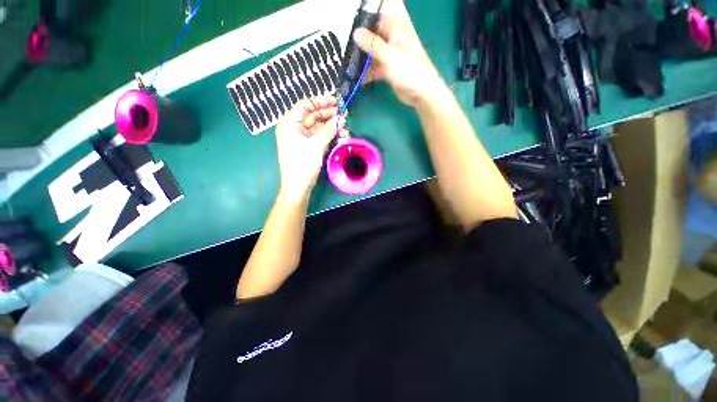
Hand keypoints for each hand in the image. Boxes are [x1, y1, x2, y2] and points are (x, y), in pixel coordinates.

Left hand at [275, 96, 347, 200]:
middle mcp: (295, 128)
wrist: (298, 187)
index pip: (305, 105)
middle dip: (329, 115)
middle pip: (313, 115)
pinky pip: (320, 137)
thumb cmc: (302, 164)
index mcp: (290, 123)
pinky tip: (342, 137)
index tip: (336, 101)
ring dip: (332, 127)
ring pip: (319, 127)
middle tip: (344, 114)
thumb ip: (329, 130)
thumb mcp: (316, 145)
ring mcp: (302, 138)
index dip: (321, 101)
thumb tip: (340, 118)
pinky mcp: (309, 147)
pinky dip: (330, 136)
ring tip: (346, 128)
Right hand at [352, 0, 443, 106]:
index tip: (347, 35)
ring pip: (371, 54)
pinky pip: (373, 68)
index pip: (374, 20)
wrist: (421, 93)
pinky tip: (356, 79)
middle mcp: (391, 39)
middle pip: (370, 38)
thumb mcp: (390, 56)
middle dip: (358, 46)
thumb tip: (355, 32)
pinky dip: (366, 73)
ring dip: (361, 61)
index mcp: (395, 28)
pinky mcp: (387, 69)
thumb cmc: (409, 71)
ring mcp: (389, 54)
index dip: (361, 26)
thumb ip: (373, 45)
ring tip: (347, 68)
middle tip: (344, 54)